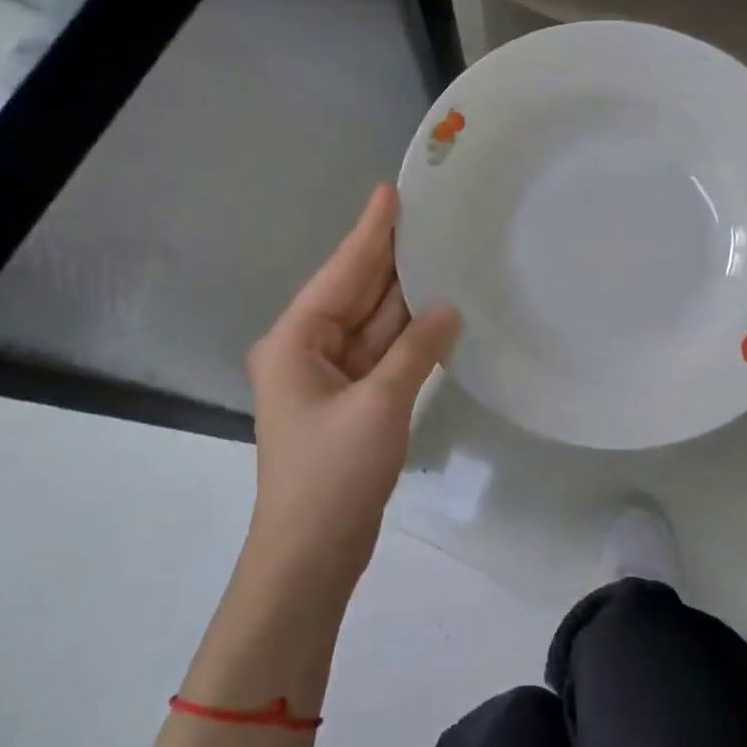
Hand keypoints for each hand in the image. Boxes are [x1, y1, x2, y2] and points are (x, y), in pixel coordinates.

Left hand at [242, 183, 460, 607]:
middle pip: (356, 293)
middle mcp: (309, 350)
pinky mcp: (353, 403)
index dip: (370, 232)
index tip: (393, 191)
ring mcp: (331, 379)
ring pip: (374, 324)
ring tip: (442, 254)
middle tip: (430, 216)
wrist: (312, 555)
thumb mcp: (379, 405)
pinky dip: (410, 336)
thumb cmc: (333, 475)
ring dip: (405, 296)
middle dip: (391, 257)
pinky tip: (439, 313)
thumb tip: (449, 308)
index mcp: (296, 341)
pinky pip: (384, 354)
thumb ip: (416, 350)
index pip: (341, 272)